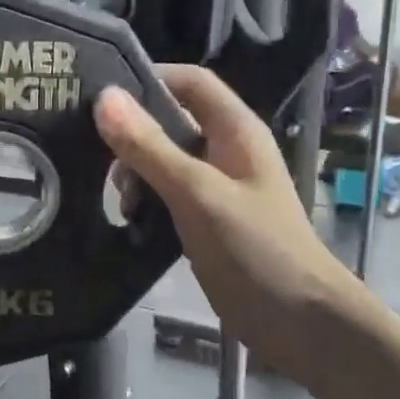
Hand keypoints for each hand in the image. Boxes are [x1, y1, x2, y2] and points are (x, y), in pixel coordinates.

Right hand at [94, 65, 369, 382]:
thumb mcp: (197, 193)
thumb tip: (104, 98)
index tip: (101, 95)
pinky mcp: (207, 220)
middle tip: (102, 161)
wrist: (298, 320)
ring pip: (165, 161)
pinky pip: (168, 195)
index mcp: (236, 131)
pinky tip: (129, 220)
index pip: (190, 82)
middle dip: (134, 135)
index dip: (149, 78)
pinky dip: (146, 200)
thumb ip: (150, 147)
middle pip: (172, 122)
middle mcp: (227, 151)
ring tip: (120, 201)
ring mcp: (217, 187)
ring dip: (137, 173)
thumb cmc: (255, 248)